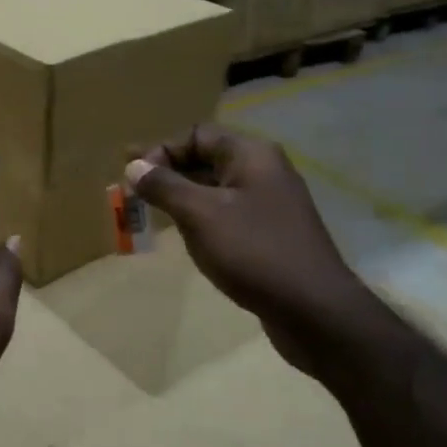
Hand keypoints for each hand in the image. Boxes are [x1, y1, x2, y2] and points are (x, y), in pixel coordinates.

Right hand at [124, 125, 359, 367]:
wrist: (315, 311)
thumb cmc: (255, 252)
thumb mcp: (201, 215)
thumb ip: (165, 186)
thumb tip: (133, 166)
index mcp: (251, 155)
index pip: (197, 135)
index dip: (162, 150)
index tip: (133, 175)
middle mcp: (264, 171)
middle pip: (206, 159)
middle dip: (167, 173)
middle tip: (131, 192)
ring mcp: (270, 205)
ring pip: (215, 189)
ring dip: (181, 197)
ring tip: (149, 213)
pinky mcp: (270, 235)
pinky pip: (227, 214)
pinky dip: (201, 219)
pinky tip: (184, 237)